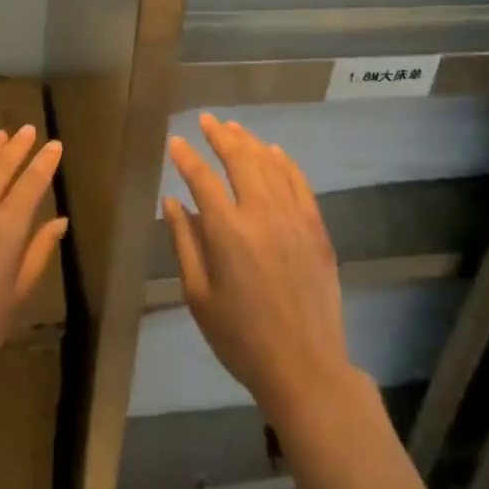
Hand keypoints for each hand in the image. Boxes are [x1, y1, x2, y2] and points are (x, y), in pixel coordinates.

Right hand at [164, 113, 359, 422]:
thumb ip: (184, 242)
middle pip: (240, 159)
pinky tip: (273, 151)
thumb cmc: (241, 337)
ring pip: (270, 164)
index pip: (202, 179)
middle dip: (220, 135)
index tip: (176, 142)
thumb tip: (172, 201)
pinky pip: (299, 183)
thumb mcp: (198, 295)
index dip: (187, 157)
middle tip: (206, 121)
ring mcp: (294, 218)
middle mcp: (262, 214)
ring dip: (249, 142)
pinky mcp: (316, 228)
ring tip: (233, 127)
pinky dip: (284, 162)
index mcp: (228, 232)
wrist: (304, 368)